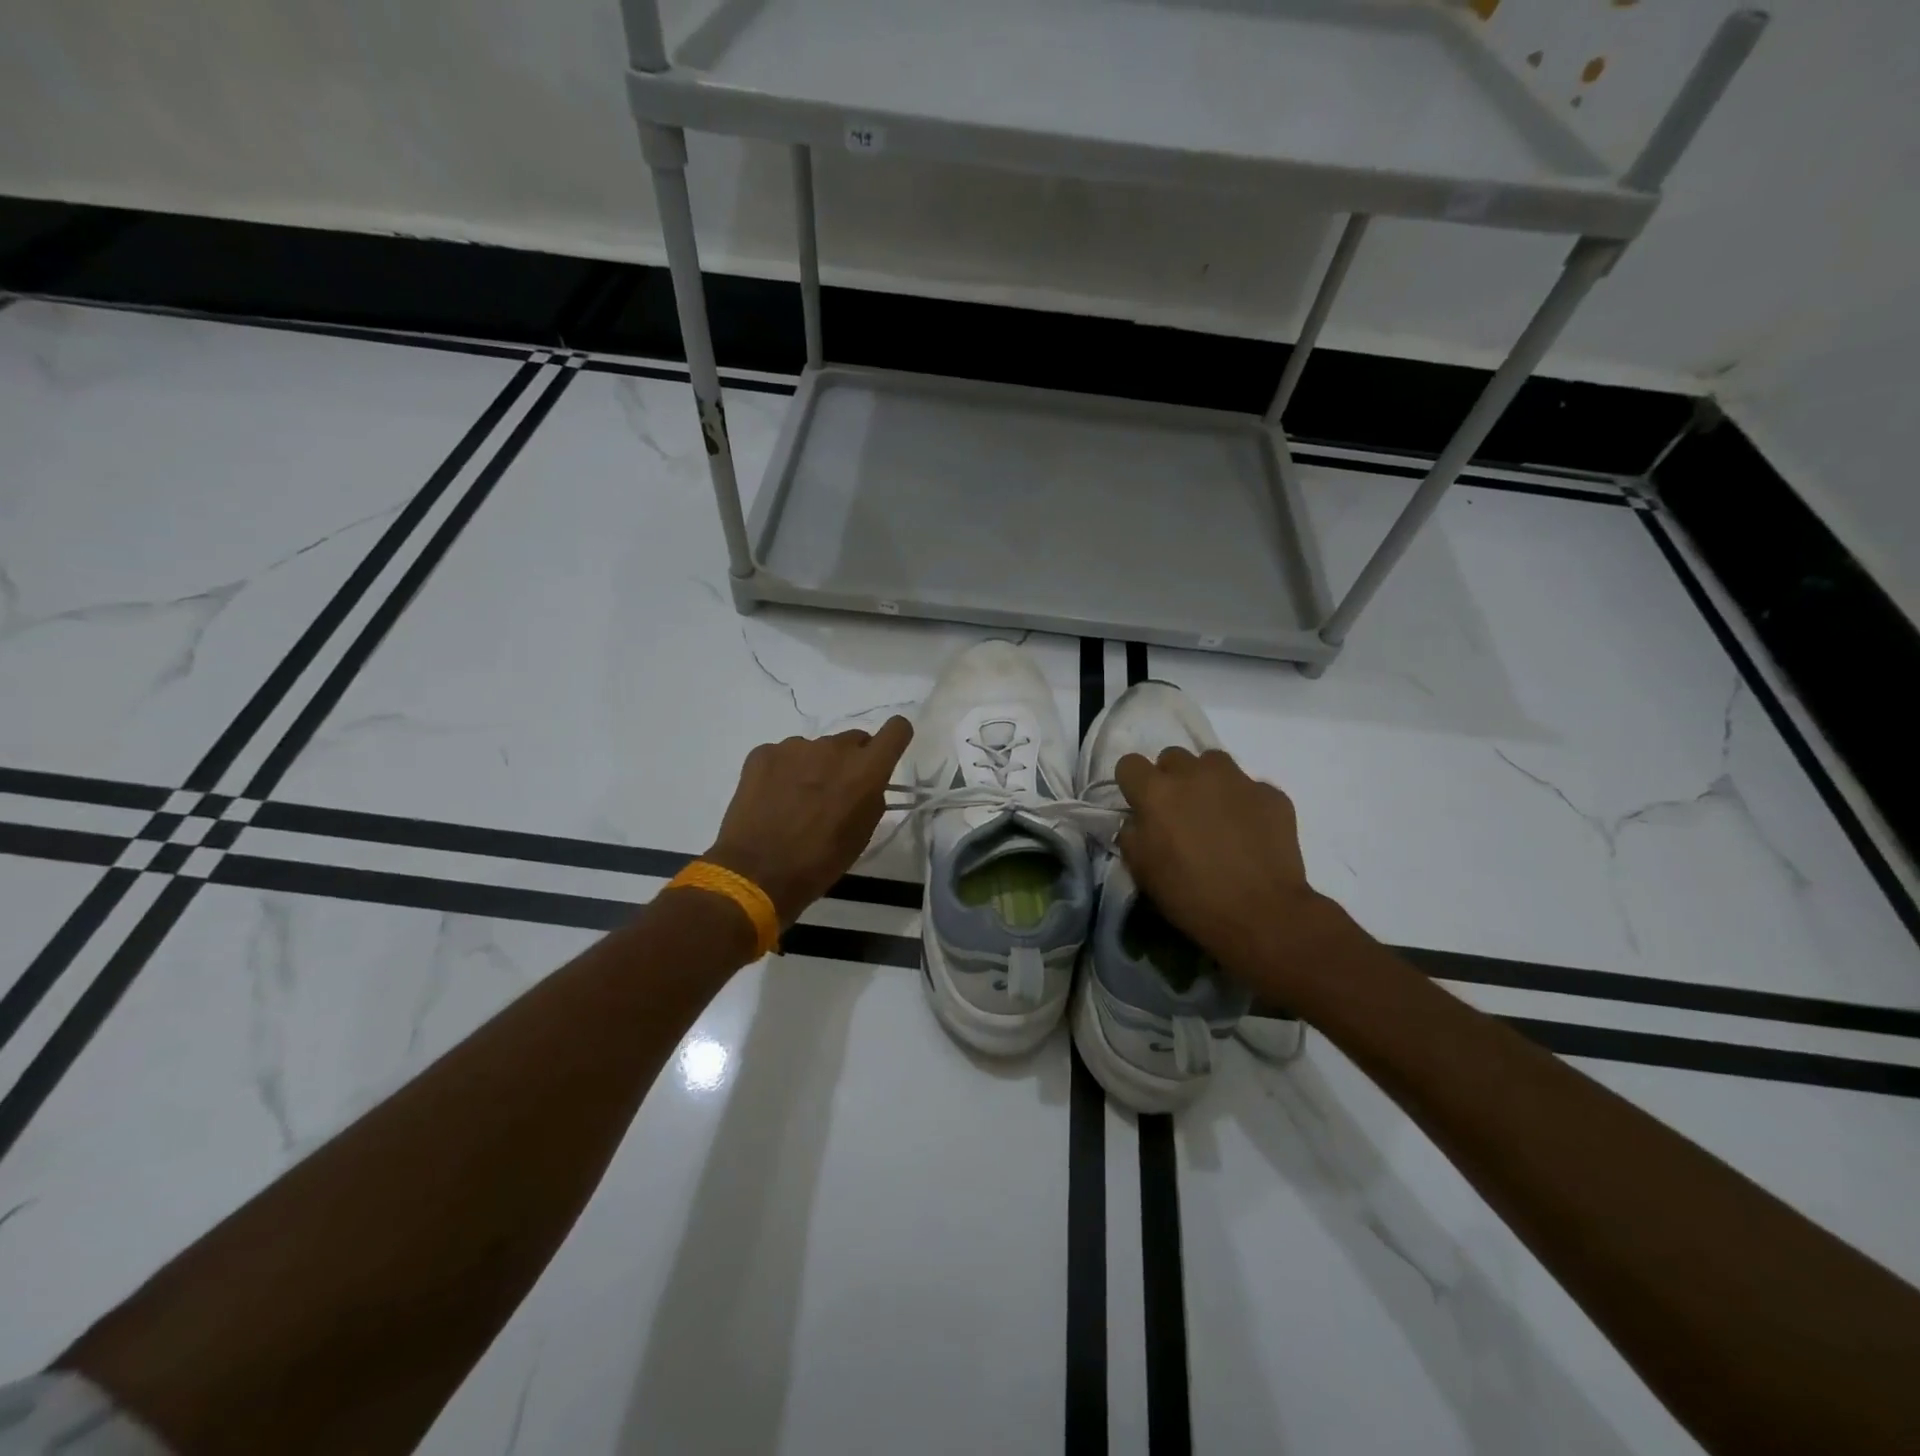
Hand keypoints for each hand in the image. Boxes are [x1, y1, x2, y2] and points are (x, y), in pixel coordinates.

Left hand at [705, 717, 913, 924]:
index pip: (896, 729)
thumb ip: (871, 798)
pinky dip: (783, 771)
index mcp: (865, 770)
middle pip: (853, 740)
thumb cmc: (819, 862)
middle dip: (850, 761)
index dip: (895, 738)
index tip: (885, 754)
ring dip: (815, 767)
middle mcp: (834, 748)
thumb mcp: (861, 836)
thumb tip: (866, 785)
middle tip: (834, 792)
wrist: (756, 873)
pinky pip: (784, 755)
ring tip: (797, 801)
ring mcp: (795, 747)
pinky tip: (773, 799)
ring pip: (817, 749)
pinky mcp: (764, 752)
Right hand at [1114, 747, 1343, 993]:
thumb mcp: (1142, 871)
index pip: (1129, 763)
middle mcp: (1194, 774)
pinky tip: (1249, 831)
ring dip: (1207, 781)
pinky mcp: (1271, 793)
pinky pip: (1250, 787)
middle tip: (1179, 811)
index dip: (1132, 783)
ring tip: (1215, 813)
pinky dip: (1244, 803)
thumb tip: (1138, 820)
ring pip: (1213, 762)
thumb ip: (1132, 834)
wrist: (1262, 914)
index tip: (1140, 804)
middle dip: (1171, 778)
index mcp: (1156, 792)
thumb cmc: (1191, 896)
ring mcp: (1237, 779)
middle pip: (1172, 757)